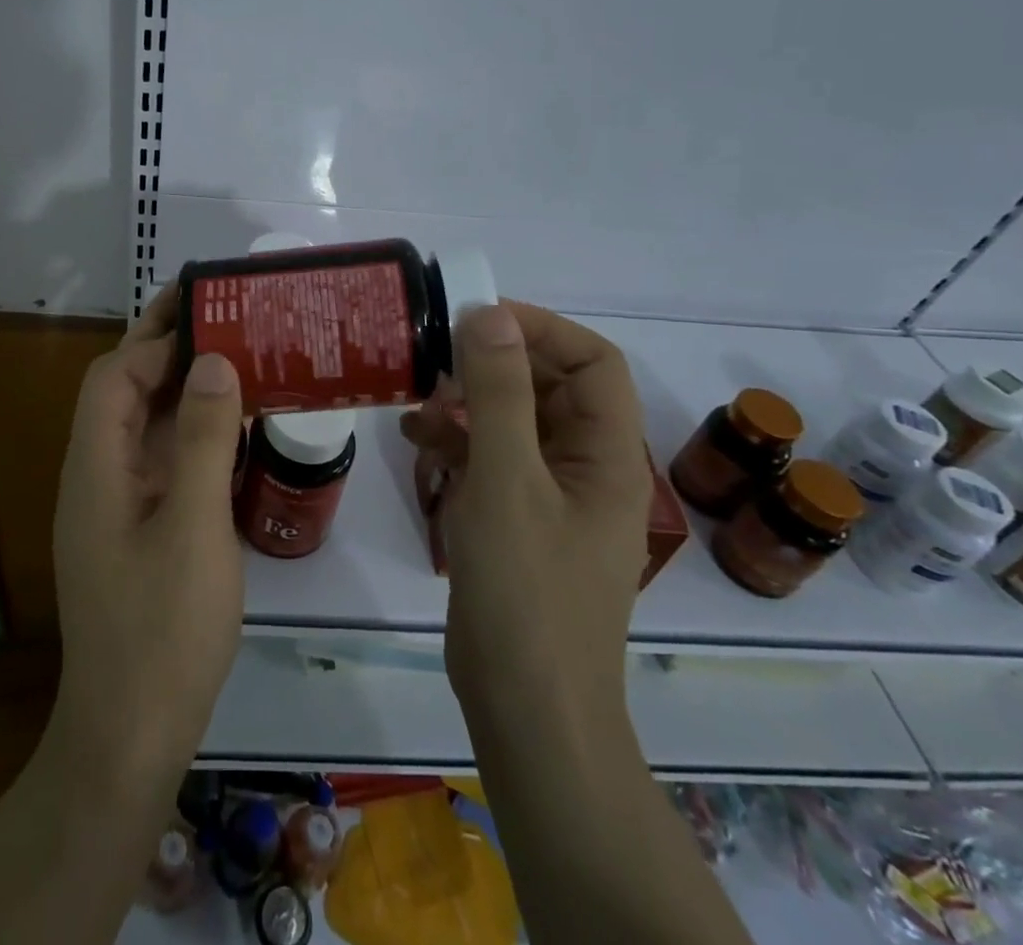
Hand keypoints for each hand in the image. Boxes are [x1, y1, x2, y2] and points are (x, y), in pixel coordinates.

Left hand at [47, 285, 244, 797]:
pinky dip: (190, 431)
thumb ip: (202, 441)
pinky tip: (230, 428)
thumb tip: (213, 362)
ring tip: (235, 357)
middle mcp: (97, 475)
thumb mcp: (194, 529)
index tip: (206, 315)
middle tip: (222, 317)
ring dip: (180, 388)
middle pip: (123, 393)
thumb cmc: (163, 631)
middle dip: (165, 351)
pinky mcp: (136, 528)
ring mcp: (116, 504)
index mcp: (96, 467)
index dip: (156, 342)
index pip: (114, 378)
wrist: (131, 736)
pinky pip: (159, 459)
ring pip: (142, 425)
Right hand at [402, 301, 648, 725]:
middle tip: (435, 352)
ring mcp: (552, 497)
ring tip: (416, 394)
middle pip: (551, 388)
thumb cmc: (525, 590)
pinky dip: (457, 441)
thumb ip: (498, 393)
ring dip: (469, 401)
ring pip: (516, 422)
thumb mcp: (506, 479)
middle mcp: (587, 468)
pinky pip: (493, 460)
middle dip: (494, 363)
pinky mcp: (519, 521)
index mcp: (608, 454)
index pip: (593, 362)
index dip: (541, 329)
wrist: (525, 709)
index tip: (477, 319)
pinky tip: (415, 437)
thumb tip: (489, 313)